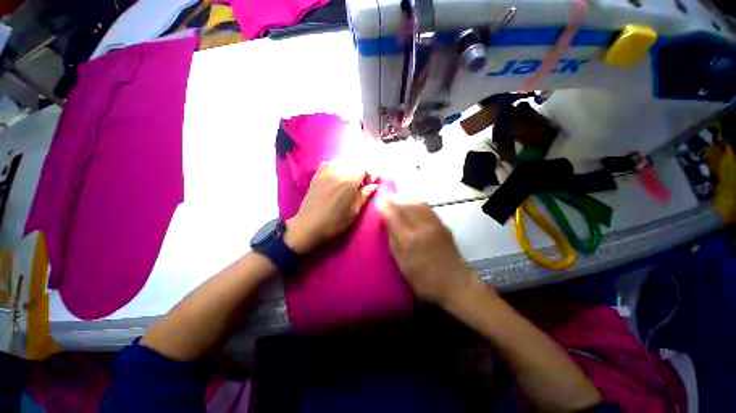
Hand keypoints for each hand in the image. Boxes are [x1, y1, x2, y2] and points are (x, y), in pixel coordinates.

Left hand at [285, 161, 377, 253]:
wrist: (308, 225)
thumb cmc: (335, 221)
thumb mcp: (354, 211)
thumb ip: (365, 195)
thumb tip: (374, 185)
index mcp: (349, 180)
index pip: (364, 167)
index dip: (369, 174)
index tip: (368, 185)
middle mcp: (337, 171)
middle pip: (353, 162)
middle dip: (360, 171)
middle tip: (360, 184)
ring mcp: (325, 171)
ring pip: (341, 161)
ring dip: (348, 168)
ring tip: (348, 181)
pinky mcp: (316, 175)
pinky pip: (329, 164)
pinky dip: (335, 167)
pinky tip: (335, 177)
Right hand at [378, 198, 487, 306]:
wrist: (455, 283)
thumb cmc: (424, 279)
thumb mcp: (402, 263)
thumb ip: (393, 241)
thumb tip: (387, 222)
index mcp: (410, 240)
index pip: (395, 216)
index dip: (385, 207)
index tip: (378, 203)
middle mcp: (423, 228)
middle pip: (407, 206)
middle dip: (394, 199)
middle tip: (386, 198)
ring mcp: (435, 225)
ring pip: (418, 204)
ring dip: (405, 199)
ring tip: (396, 199)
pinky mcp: (443, 225)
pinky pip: (427, 208)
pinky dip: (416, 203)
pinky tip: (412, 203)